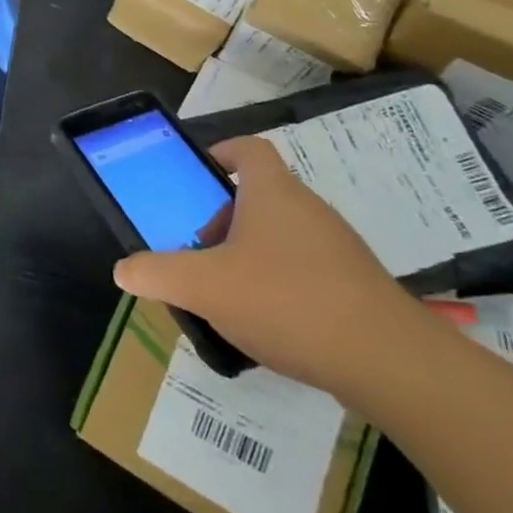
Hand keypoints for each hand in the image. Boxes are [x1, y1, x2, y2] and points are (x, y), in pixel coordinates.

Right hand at [113, 136, 425, 396]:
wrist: (389, 362)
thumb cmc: (287, 301)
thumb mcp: (205, 286)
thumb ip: (158, 273)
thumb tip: (123, 269)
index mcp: (272, 193)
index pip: (247, 150)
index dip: (221, 154)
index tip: (199, 178)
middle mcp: (308, 208)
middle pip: (260, 197)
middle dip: (224, 220)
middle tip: (201, 252)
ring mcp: (339, 247)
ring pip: (283, 236)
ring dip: (252, 255)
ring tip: (230, 294)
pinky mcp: (359, 286)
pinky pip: (309, 270)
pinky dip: (284, 285)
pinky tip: (271, 325)